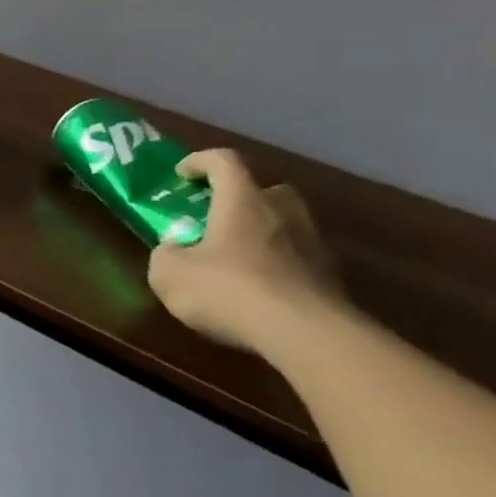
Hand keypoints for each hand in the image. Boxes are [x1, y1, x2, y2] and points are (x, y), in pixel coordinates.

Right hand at [147, 149, 346, 353]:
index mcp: (242, 202)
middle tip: (216, 216)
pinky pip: (296, 258)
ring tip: (233, 258)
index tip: (182, 174)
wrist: (305, 334)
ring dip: (261, 232)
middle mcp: (282, 213)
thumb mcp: (168, 273)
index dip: (200, 161)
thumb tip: (175, 249)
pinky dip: (276, 265)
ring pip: (285, 224)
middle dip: (242, 197)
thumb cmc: (228, 290)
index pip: (225, 161)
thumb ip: (166, 254)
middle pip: (267, 189)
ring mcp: (312, 245)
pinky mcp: (329, 277)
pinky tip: (256, 290)